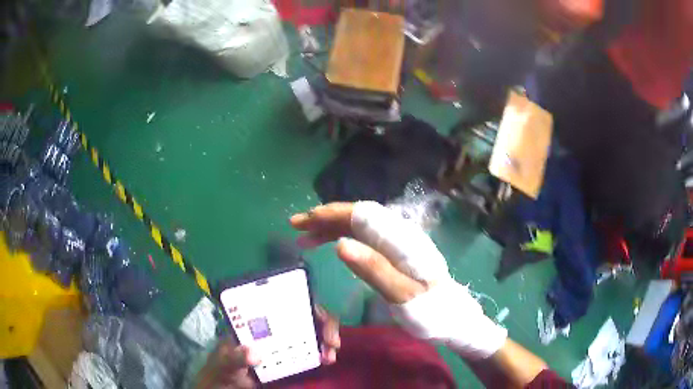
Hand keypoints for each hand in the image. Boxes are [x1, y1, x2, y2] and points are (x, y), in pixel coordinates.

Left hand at [196, 306, 339, 388]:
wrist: (226, 386)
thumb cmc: (221, 369)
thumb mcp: (224, 363)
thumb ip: (234, 357)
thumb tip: (254, 353)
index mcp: (255, 321)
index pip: (281, 303)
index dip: (302, 303)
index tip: (316, 316)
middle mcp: (273, 327)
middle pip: (304, 315)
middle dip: (323, 323)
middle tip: (332, 341)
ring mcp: (284, 343)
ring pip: (312, 332)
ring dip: (326, 339)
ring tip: (330, 355)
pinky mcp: (291, 358)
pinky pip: (311, 351)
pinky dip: (323, 352)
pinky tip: (326, 360)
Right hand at [291, 201, 506, 359]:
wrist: (452, 318)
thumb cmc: (430, 311)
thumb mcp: (402, 296)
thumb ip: (374, 269)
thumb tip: (340, 244)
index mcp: (400, 240)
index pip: (361, 215)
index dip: (330, 214)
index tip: (304, 220)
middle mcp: (398, 235)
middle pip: (357, 217)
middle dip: (325, 219)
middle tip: (295, 226)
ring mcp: (396, 244)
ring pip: (359, 227)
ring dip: (331, 229)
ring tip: (304, 238)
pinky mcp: (394, 254)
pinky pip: (365, 239)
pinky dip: (344, 239)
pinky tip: (331, 246)